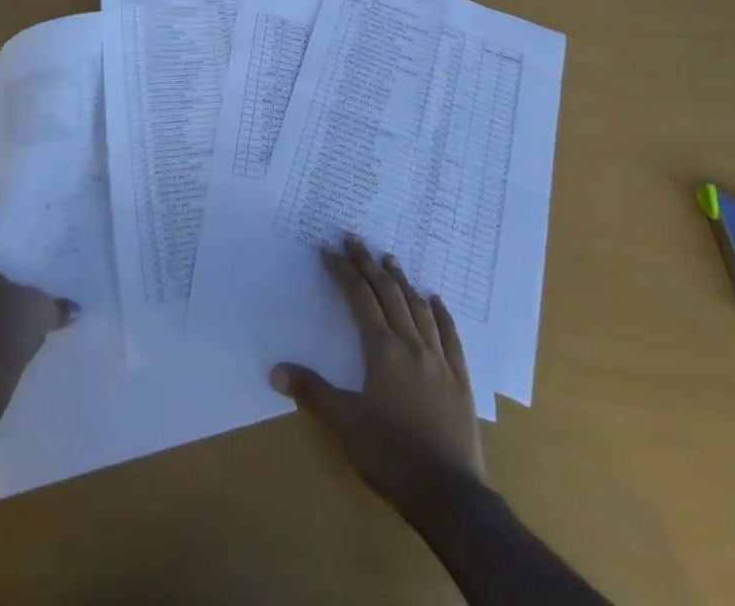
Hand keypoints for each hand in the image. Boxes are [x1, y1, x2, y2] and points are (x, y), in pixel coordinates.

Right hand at [271, 236, 484, 506]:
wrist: (450, 495)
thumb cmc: (391, 456)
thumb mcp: (346, 425)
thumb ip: (312, 392)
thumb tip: (275, 370)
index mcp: (382, 350)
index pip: (359, 298)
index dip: (343, 271)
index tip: (328, 249)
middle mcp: (411, 345)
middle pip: (388, 293)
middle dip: (368, 263)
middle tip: (354, 238)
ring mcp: (439, 360)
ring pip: (418, 308)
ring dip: (402, 281)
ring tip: (390, 259)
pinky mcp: (460, 379)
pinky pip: (450, 336)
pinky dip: (441, 314)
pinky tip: (435, 299)